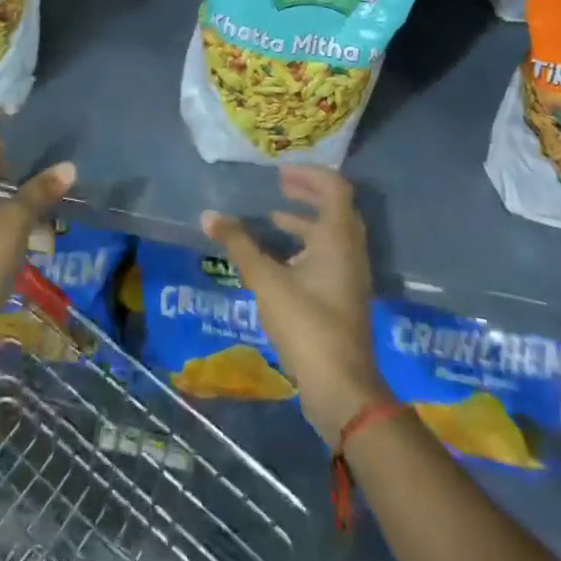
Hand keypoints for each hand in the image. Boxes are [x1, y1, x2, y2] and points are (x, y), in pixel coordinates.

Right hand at [202, 168, 390, 441]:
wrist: (341, 387)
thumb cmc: (306, 323)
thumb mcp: (265, 279)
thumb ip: (238, 244)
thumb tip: (209, 215)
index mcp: (337, 237)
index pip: (334, 187)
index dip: (309, 174)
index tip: (280, 173)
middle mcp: (350, 251)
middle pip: (336, 208)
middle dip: (307, 194)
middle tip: (279, 187)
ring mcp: (351, 277)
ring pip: (332, 235)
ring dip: (305, 222)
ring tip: (272, 220)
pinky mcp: (345, 298)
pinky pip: (330, 257)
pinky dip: (307, 247)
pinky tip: (281, 261)